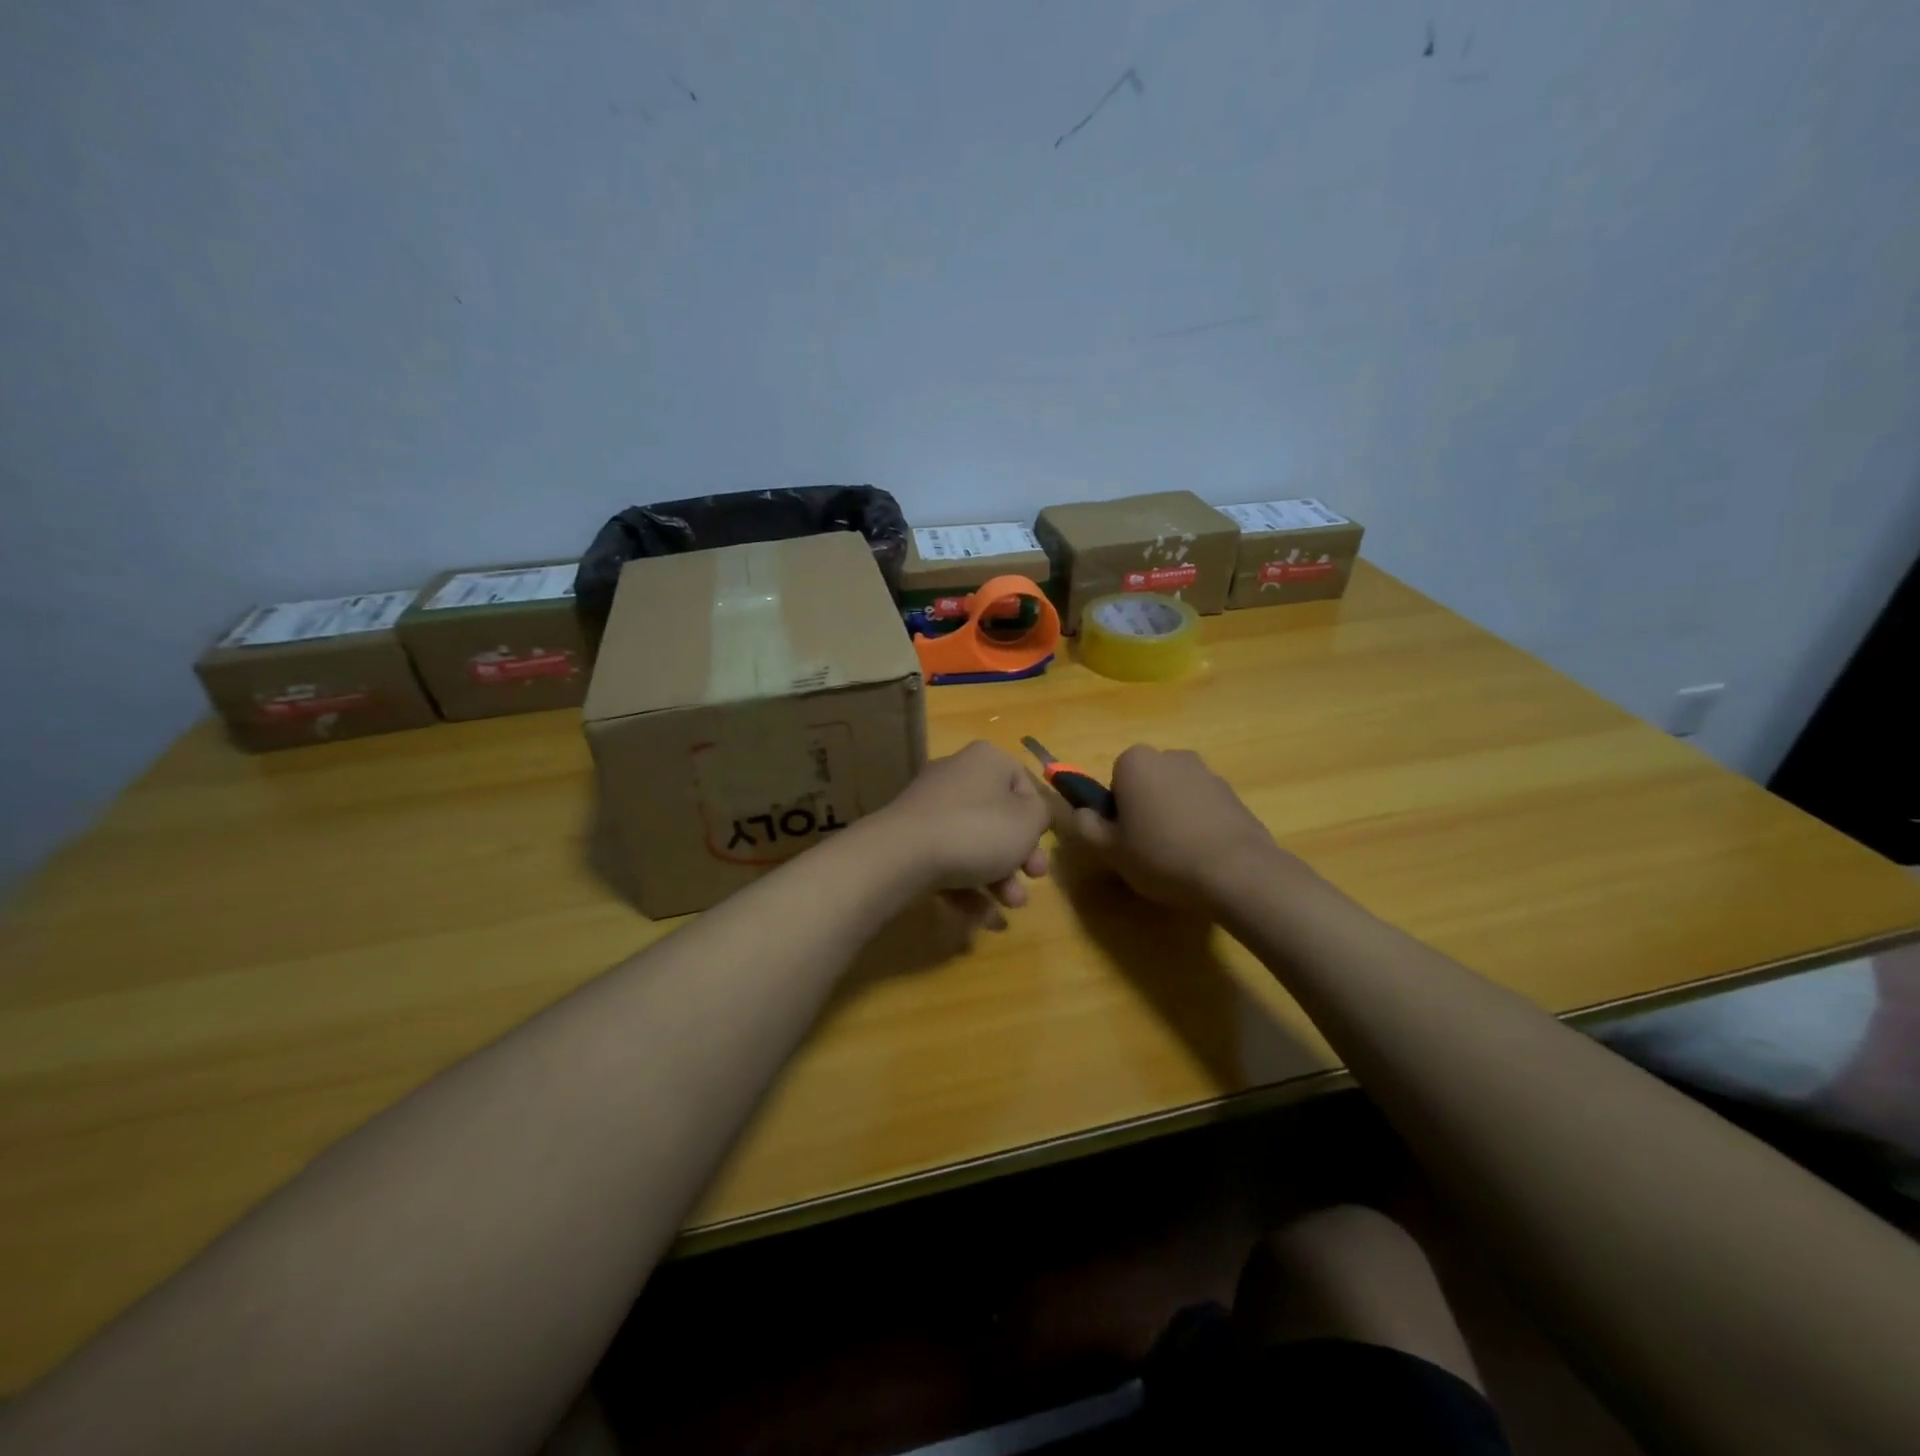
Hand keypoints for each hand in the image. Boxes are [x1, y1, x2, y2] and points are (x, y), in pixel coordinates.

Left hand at [864, 742, 1051, 927]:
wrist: (904, 855)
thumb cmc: (977, 830)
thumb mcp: (1028, 822)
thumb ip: (1042, 815)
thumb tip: (1033, 814)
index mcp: (986, 760)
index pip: (1022, 783)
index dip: (1037, 818)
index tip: (1042, 844)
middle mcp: (956, 776)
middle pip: (998, 817)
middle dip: (1019, 855)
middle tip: (1034, 879)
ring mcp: (929, 809)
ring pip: (974, 844)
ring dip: (998, 878)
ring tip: (1011, 906)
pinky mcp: (911, 840)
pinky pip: (948, 861)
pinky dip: (967, 888)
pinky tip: (983, 919)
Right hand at [1065, 745, 1287, 909]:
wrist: (1237, 871)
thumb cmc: (1162, 855)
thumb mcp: (1110, 850)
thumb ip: (1086, 826)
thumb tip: (1081, 812)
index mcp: (1135, 762)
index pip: (1114, 780)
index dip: (1116, 811)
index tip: (1124, 838)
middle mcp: (1171, 756)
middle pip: (1146, 783)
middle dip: (1144, 808)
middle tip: (1147, 848)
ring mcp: (1206, 772)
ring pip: (1175, 793)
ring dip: (1172, 815)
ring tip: (1178, 855)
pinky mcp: (1232, 793)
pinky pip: (1203, 806)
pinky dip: (1198, 823)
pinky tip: (1202, 854)